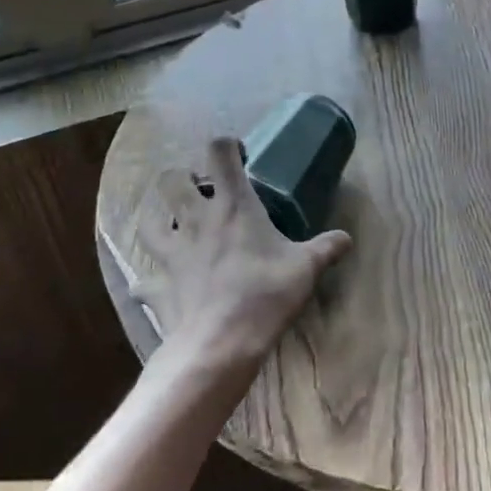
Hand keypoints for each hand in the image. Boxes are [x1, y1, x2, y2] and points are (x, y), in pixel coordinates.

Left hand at [134, 136, 351, 374]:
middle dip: (182, 178)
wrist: (219, 344)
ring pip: (148, 222)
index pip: (220, 153)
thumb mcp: (306, 268)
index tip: (240, 157)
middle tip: (200, 192)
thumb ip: (327, 248)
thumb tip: (347, 238)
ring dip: (157, 219)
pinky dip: (149, 279)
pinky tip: (157, 283)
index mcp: (233, 206)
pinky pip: (143, 279)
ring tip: (172, 226)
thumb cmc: (265, 295)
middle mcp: (196, 220)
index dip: (227, 146)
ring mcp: (171, 253)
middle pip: (171, 180)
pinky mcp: (156, 286)